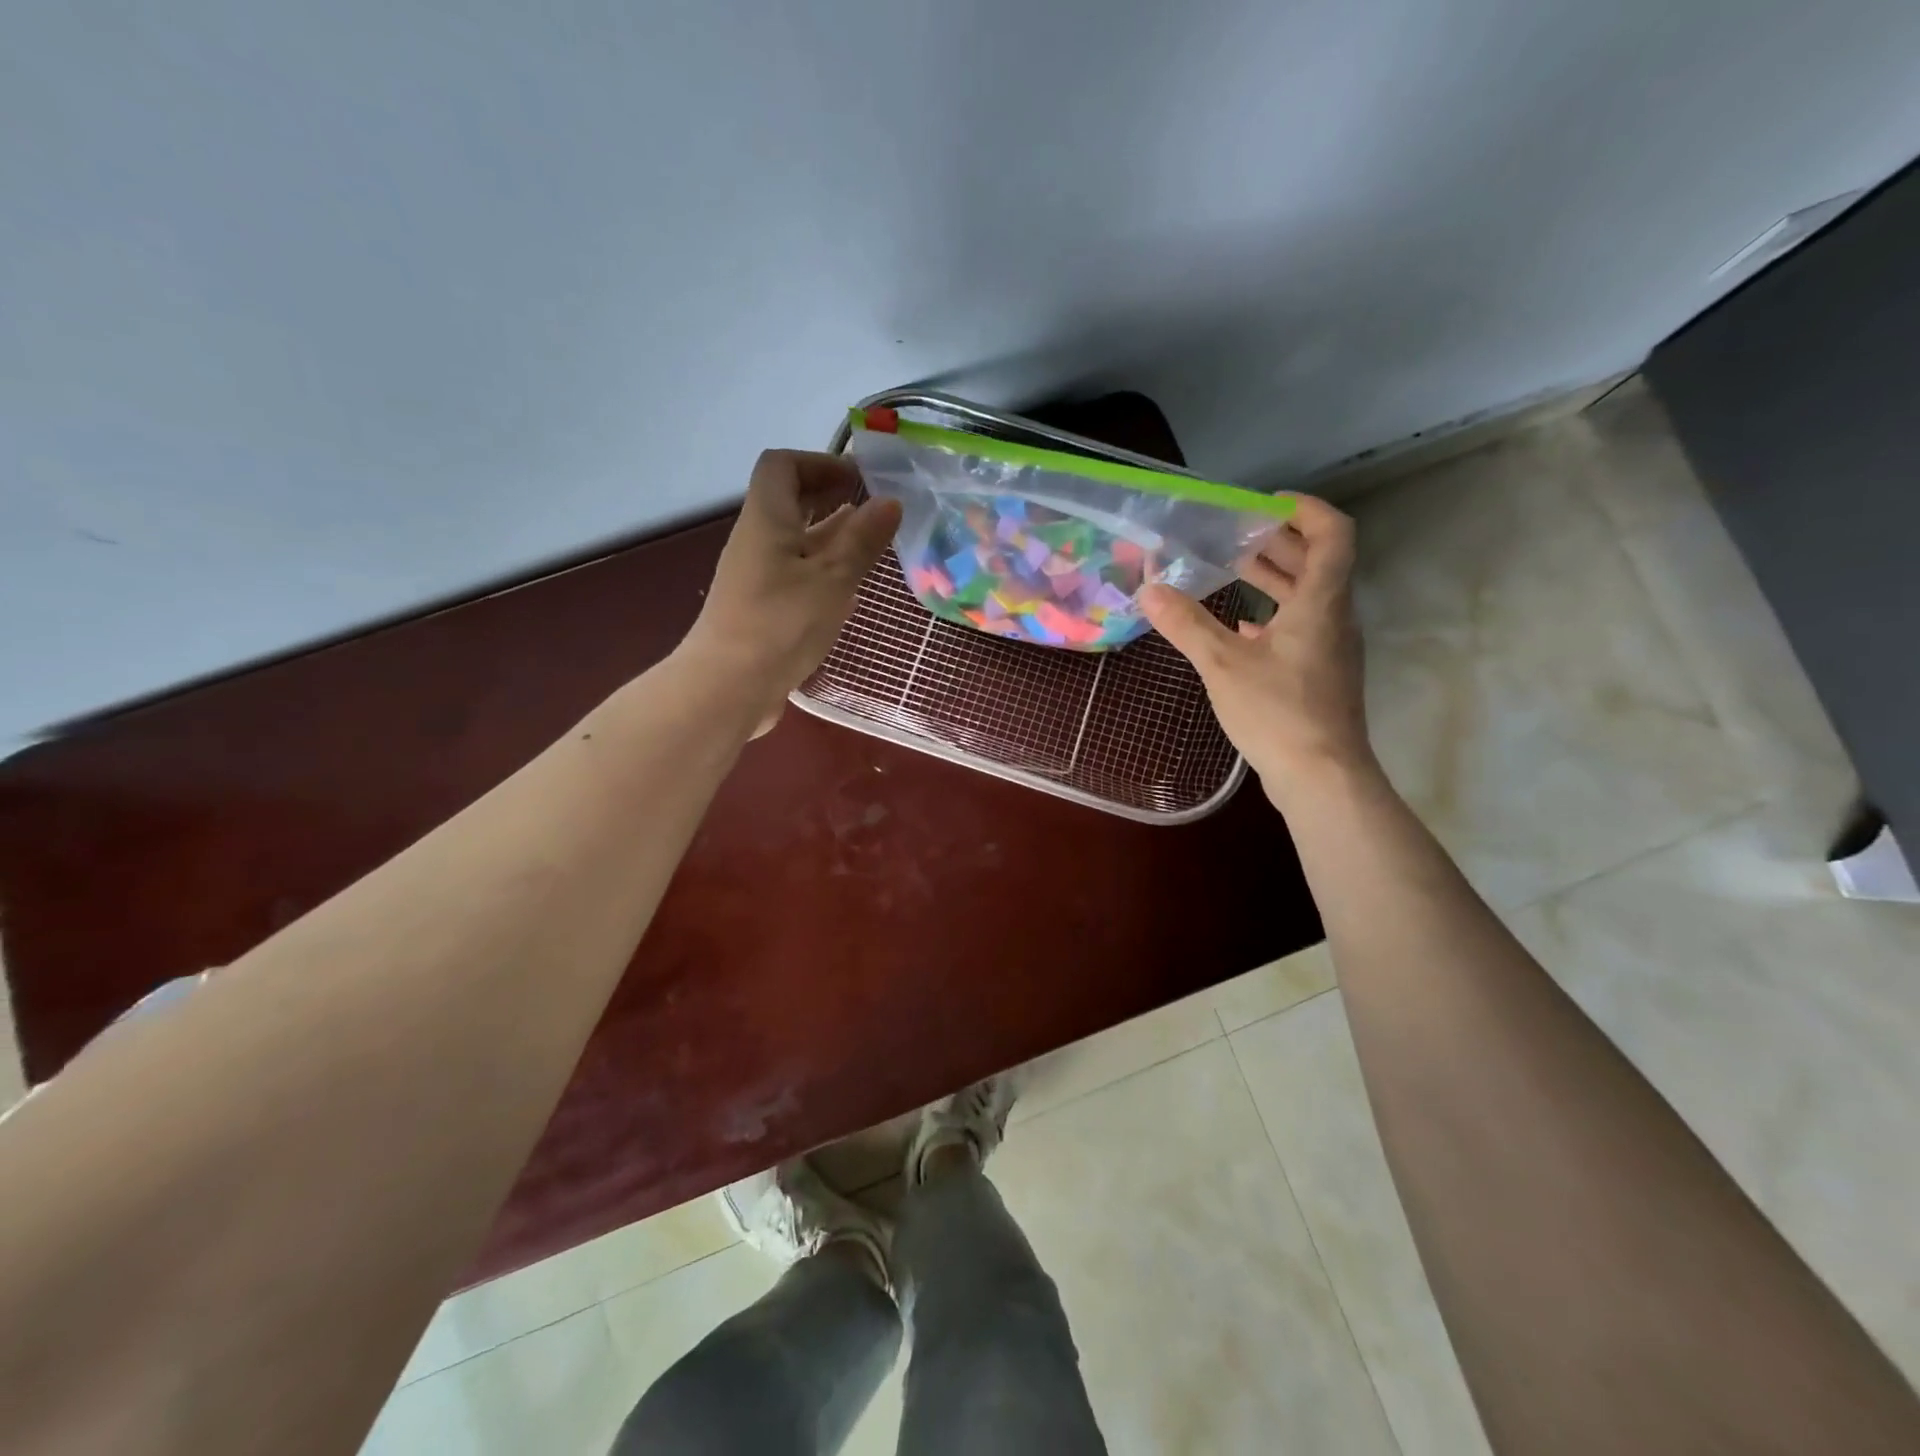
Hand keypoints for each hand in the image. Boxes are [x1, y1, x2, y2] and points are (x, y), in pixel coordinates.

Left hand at [681, 450, 901, 734]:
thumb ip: (862, 539)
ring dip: (832, 537)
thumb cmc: (782, 623)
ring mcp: (757, 577)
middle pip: (790, 502)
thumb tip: (890, 501)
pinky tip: (850, 588)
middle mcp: (757, 541)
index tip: (861, 481)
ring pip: (796, 541)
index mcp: (767, 519)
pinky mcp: (762, 609)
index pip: (783, 465)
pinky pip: (795, 573)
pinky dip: (823, 570)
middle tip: (877, 511)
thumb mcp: (833, 578)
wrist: (729, 687)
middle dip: (833, 499)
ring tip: (873, 546)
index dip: (821, 463)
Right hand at [1140, 495, 1372, 799]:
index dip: (1306, 510)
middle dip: (1279, 542)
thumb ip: (1187, 625)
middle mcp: (1334, 617)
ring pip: (1309, 597)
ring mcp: (1331, 648)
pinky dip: (1273, 616)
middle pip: (1319, 563)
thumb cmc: (1278, 712)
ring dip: (1276, 578)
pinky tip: (1242, 627)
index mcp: (1321, 603)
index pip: (1333, 534)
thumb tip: (1148, 590)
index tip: (1268, 503)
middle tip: (1235, 534)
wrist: (1321, 776)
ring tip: (1233, 569)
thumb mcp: (1224, 665)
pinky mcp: (1321, 675)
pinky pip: (1301, 628)